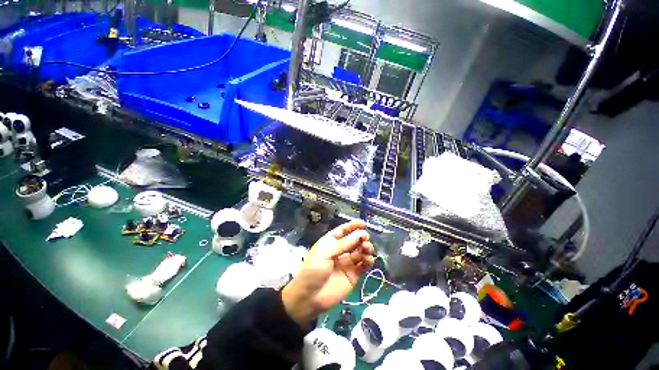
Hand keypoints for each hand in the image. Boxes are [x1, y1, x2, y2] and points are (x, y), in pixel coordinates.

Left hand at [282, 220, 374, 325]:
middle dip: (361, 237)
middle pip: (353, 240)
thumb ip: (343, 244)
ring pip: (360, 251)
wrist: (309, 297)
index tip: (363, 224)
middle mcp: (340, 251)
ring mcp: (347, 263)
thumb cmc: (313, 269)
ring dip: (366, 248)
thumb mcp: (325, 252)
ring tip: (367, 248)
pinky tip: (368, 260)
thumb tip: (360, 234)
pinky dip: (368, 261)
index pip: (343, 231)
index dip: (352, 226)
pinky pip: (363, 265)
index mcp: (330, 242)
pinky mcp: (353, 275)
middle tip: (365, 238)